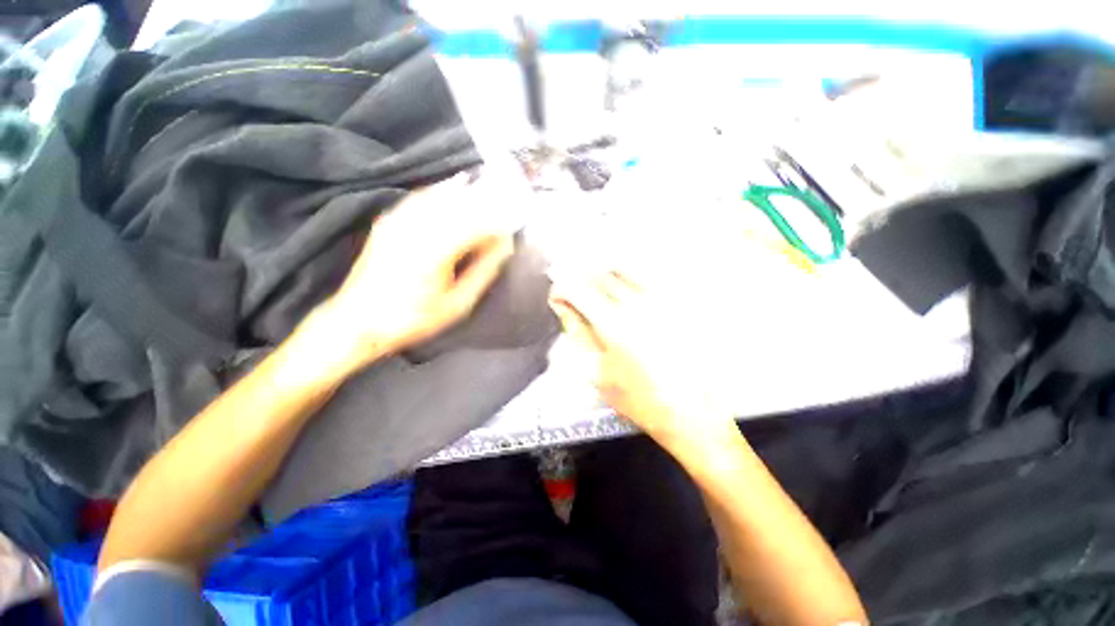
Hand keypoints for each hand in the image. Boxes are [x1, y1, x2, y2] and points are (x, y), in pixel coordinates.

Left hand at [324, 173, 517, 366]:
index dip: (500, 220)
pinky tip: (457, 186)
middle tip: (511, 200)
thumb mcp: (457, 304)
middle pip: (461, 205)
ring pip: (441, 196)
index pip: (477, 224)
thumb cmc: (413, 318)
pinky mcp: (390, 220)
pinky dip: (443, 190)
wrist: (358, 319)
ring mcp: (400, 221)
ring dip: (468, 192)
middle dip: (488, 201)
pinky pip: (421, 197)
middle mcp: (417, 228)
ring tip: (491, 189)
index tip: (518, 220)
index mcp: (435, 252)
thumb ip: (483, 272)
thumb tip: (504, 247)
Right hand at [549, 270, 734, 449]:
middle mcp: (637, 303)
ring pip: (625, 268)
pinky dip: (631, 277)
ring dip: (605, 275)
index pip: (577, 290)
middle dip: (581, 281)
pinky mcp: (679, 301)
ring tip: (601, 290)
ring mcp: (661, 299)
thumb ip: (577, 333)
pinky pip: (649, 275)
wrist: (692, 411)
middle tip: (577, 295)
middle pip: (600, 275)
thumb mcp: (597, 371)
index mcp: (613, 324)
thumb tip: (563, 307)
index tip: (557, 297)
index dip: (561, 289)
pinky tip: (628, 291)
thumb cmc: (640, 398)